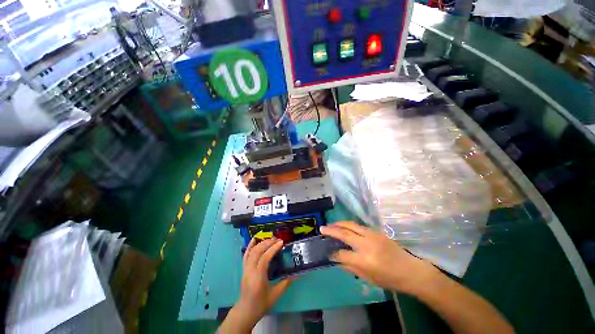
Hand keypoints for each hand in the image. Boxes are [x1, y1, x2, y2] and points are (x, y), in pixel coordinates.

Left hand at [220, 238, 292, 332]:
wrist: (245, 311)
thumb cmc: (261, 304)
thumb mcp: (275, 295)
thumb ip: (286, 283)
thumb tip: (296, 274)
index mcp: (258, 277)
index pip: (265, 258)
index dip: (273, 248)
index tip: (281, 242)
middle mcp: (250, 271)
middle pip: (257, 251)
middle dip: (268, 243)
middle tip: (278, 239)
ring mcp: (245, 269)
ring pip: (252, 251)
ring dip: (262, 243)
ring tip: (271, 239)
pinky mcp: (243, 268)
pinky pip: (246, 254)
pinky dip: (250, 245)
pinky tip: (254, 239)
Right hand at [320, 221, 440, 295]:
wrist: (410, 270)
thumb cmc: (389, 279)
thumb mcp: (368, 278)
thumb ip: (350, 267)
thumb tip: (337, 259)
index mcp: (364, 260)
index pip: (342, 253)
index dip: (333, 253)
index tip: (328, 252)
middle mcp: (366, 244)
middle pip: (344, 233)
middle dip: (331, 230)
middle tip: (322, 228)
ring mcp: (372, 235)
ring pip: (351, 225)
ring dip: (339, 224)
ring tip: (331, 225)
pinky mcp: (376, 231)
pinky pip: (359, 226)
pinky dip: (349, 225)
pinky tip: (345, 227)